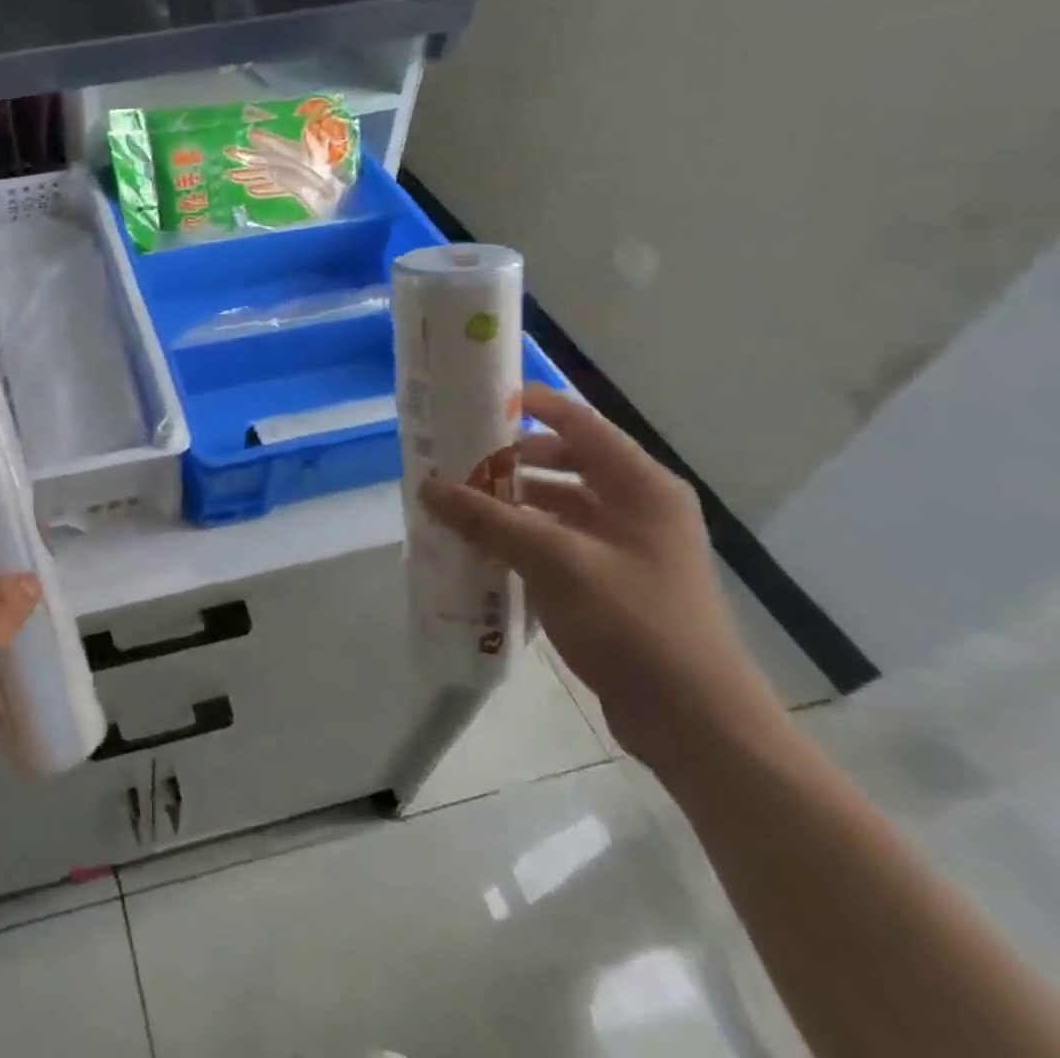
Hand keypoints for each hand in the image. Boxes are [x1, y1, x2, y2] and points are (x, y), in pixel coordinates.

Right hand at [421, 384, 786, 778]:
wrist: (694, 722)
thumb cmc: (634, 624)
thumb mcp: (555, 562)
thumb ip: (488, 519)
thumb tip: (427, 486)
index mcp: (640, 487)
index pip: (581, 424)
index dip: (534, 405)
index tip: (480, 400)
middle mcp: (637, 507)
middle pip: (566, 462)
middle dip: (511, 459)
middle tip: (457, 457)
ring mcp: (627, 547)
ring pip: (558, 504)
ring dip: (511, 500)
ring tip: (458, 502)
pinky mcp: (612, 582)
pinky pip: (557, 541)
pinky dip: (521, 536)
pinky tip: (482, 546)